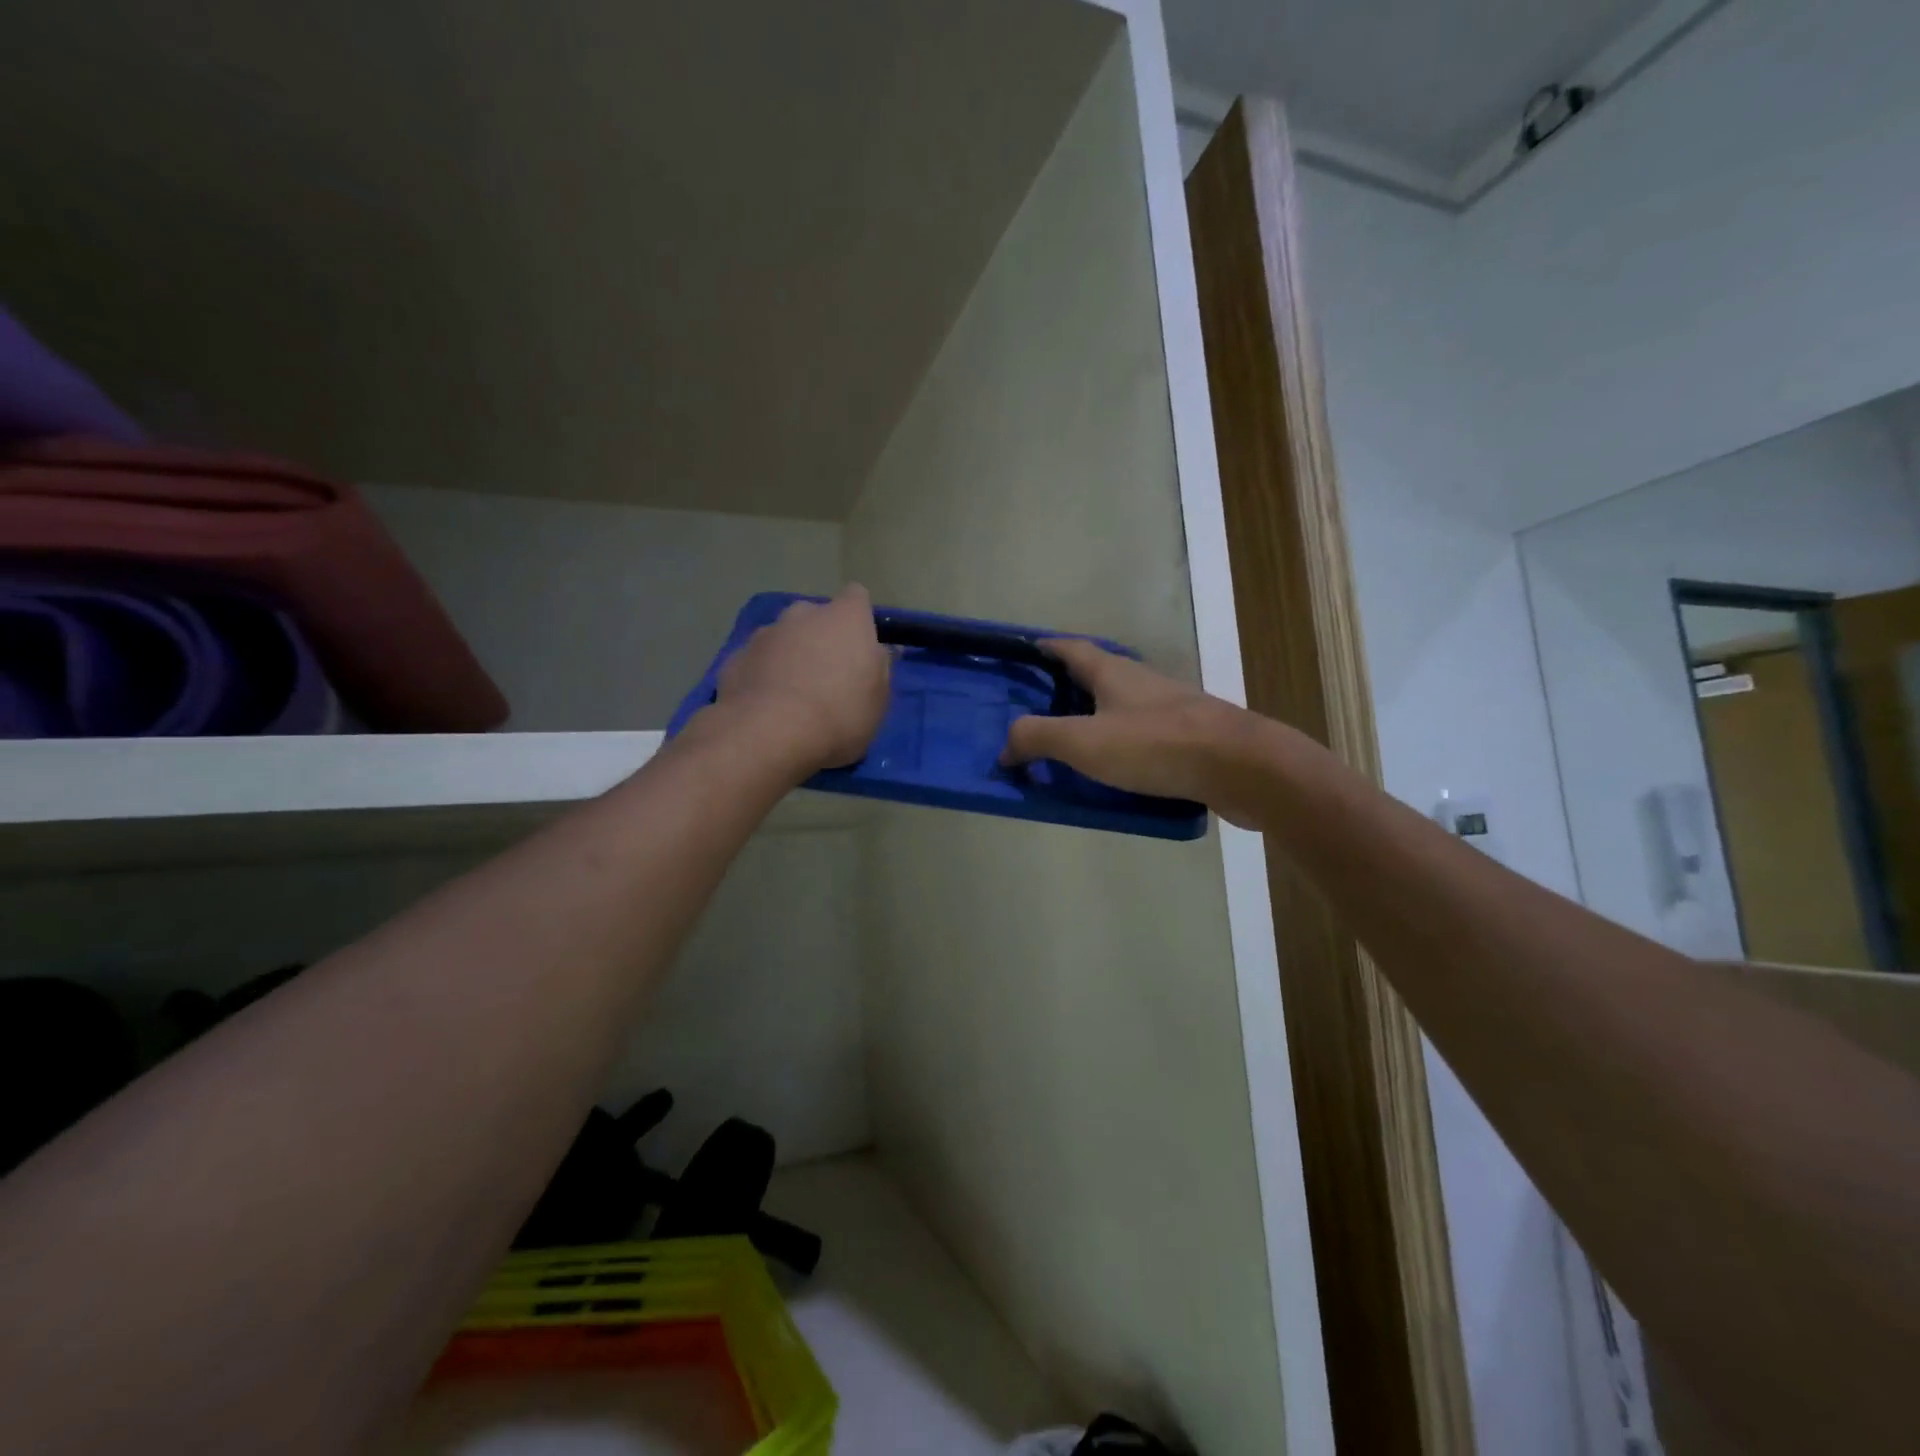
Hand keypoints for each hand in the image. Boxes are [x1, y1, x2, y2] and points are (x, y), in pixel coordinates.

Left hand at [715, 585, 891, 771]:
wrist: (768, 734)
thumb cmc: (839, 715)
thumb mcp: (878, 701)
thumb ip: (881, 669)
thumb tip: (882, 651)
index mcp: (845, 617)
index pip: (857, 597)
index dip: (859, 619)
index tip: (860, 647)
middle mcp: (803, 613)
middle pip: (816, 617)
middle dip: (820, 639)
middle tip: (827, 677)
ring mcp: (764, 633)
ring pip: (783, 638)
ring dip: (789, 657)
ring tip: (792, 697)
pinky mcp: (734, 658)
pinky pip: (757, 662)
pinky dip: (762, 676)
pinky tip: (765, 708)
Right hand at [1001, 639, 1255, 825]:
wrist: (1240, 768)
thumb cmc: (1156, 745)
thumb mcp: (1084, 742)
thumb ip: (1038, 738)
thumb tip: (1004, 748)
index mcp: (1113, 673)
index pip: (1071, 648)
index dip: (1046, 647)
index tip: (1026, 649)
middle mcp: (1141, 683)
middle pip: (1096, 675)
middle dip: (1066, 687)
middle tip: (1036, 708)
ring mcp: (1168, 709)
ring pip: (1120, 706)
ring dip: (1094, 718)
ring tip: (1068, 744)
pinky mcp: (1187, 738)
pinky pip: (1141, 735)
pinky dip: (1119, 744)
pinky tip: (1111, 770)